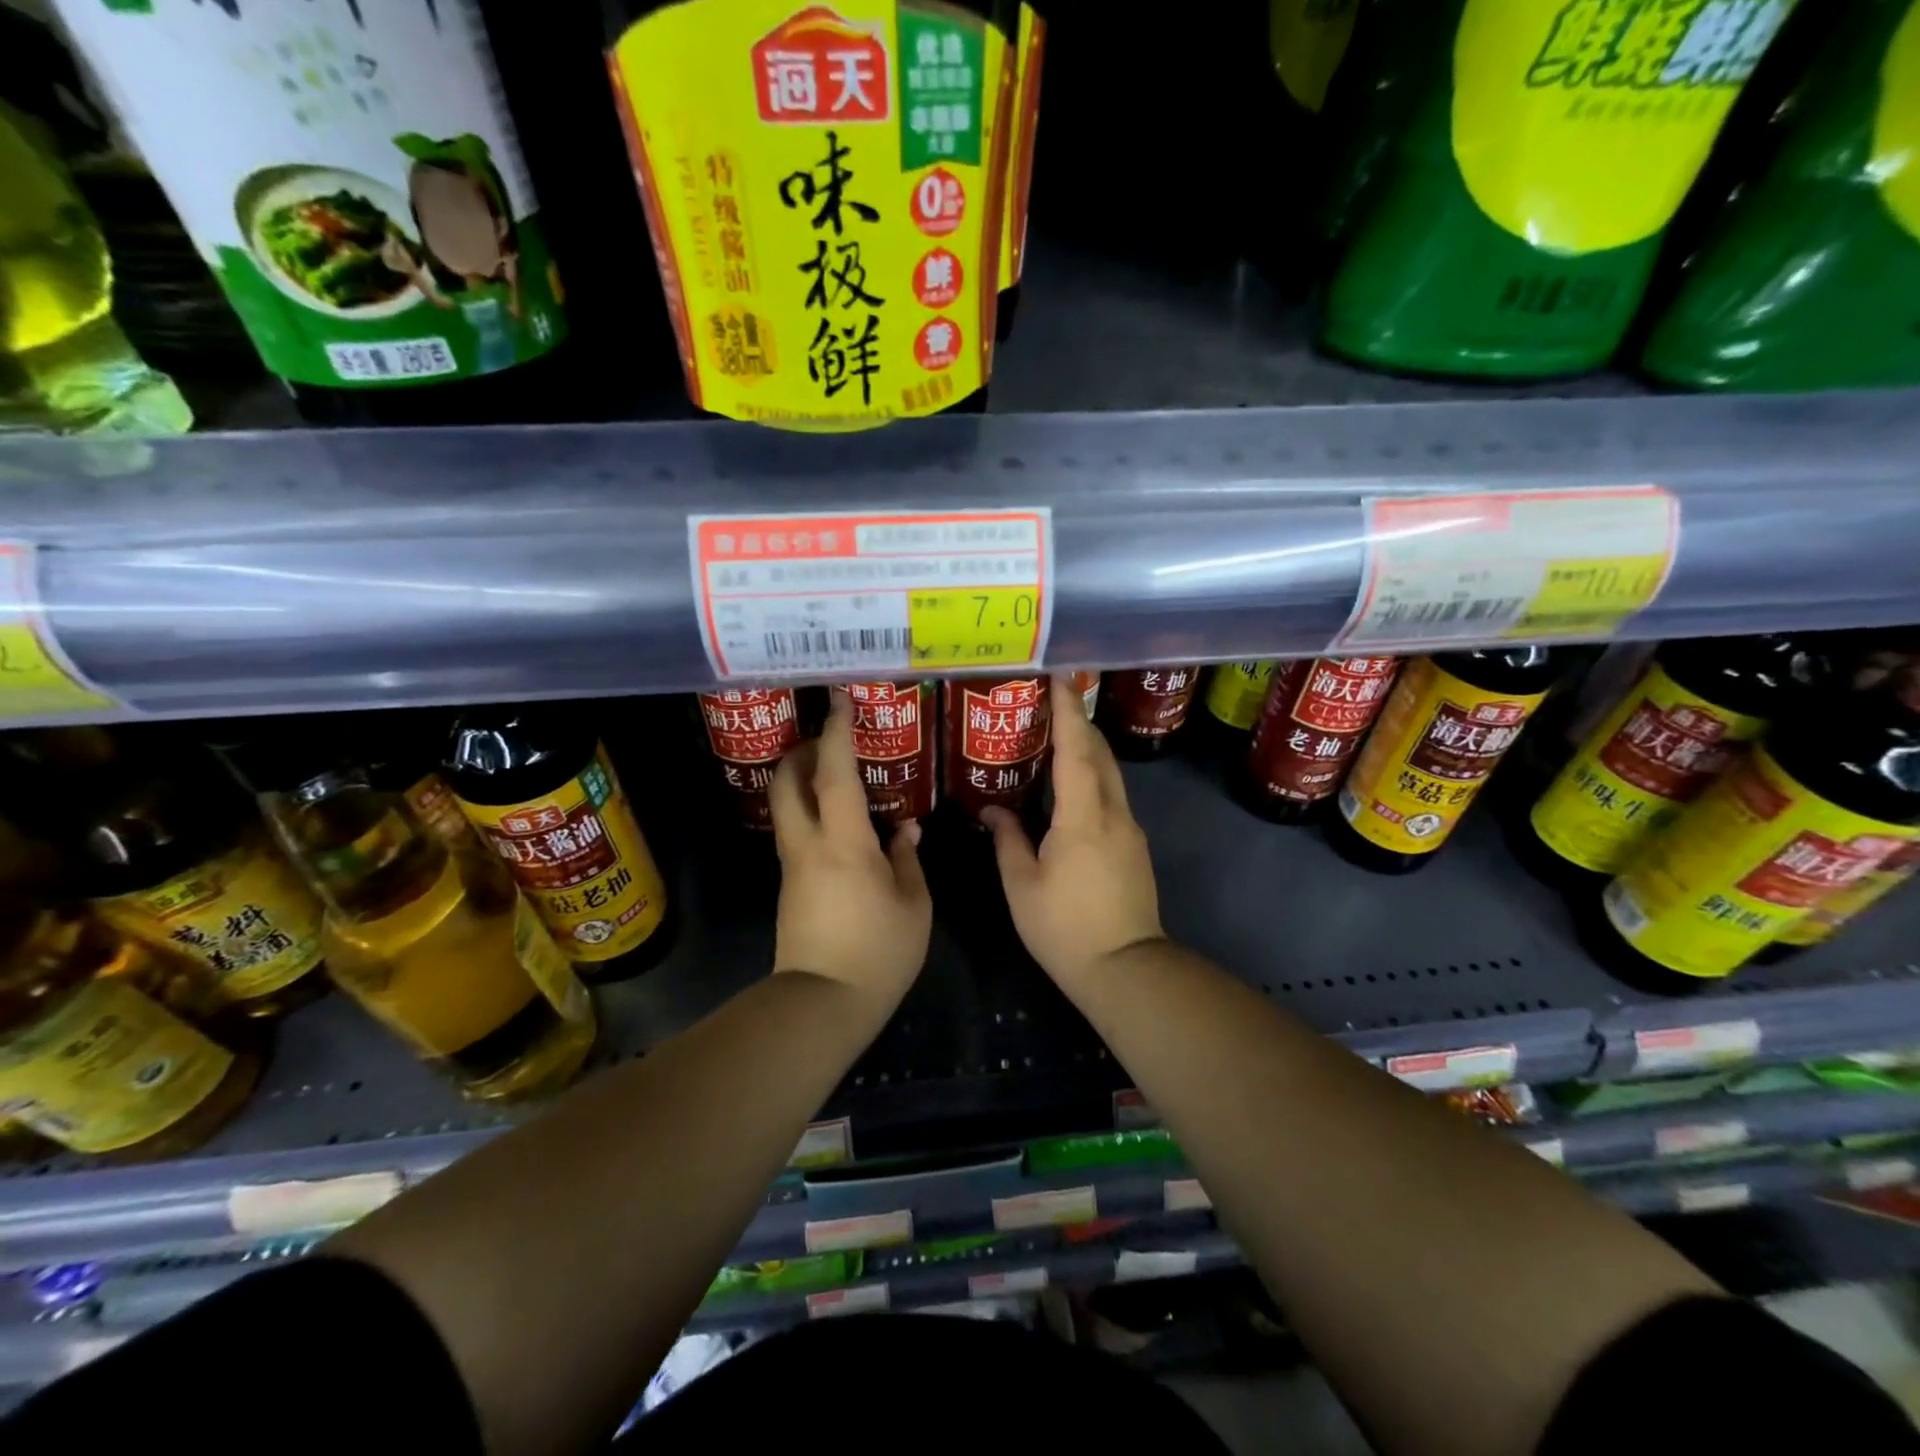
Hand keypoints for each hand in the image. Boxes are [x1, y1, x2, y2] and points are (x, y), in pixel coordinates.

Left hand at [768, 690, 930, 1008]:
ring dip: (803, 780)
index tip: (839, 701)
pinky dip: (812, 811)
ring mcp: (793, 866)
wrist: (823, 1005)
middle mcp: (808, 845)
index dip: (836, 734)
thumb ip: (908, 858)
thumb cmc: (879, 952)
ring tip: (838, 775)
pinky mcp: (789, 886)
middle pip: (786, 782)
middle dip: (801, 751)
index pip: (833, 774)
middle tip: (830, 740)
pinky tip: (844, 824)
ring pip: (786, 806)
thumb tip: (904, 829)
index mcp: (844, 843)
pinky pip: (796, 832)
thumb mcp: (913, 904)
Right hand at [981, 677, 1165, 991]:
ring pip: (1110, 774)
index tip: (1059, 678)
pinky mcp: (1135, 846)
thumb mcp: (1022, 885)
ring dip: (1087, 749)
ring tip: (1057, 737)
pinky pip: (1112, 796)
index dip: (1067, 711)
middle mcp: (1114, 813)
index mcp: (1083, 817)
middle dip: (1079, 722)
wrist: (1126, 968)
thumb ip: (1008, 840)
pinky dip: (1092, 777)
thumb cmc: (1065, 928)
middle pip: (1100, 753)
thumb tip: (993, 810)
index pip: (1076, 750)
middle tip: (1051, 702)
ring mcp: (1130, 829)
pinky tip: (1071, 787)